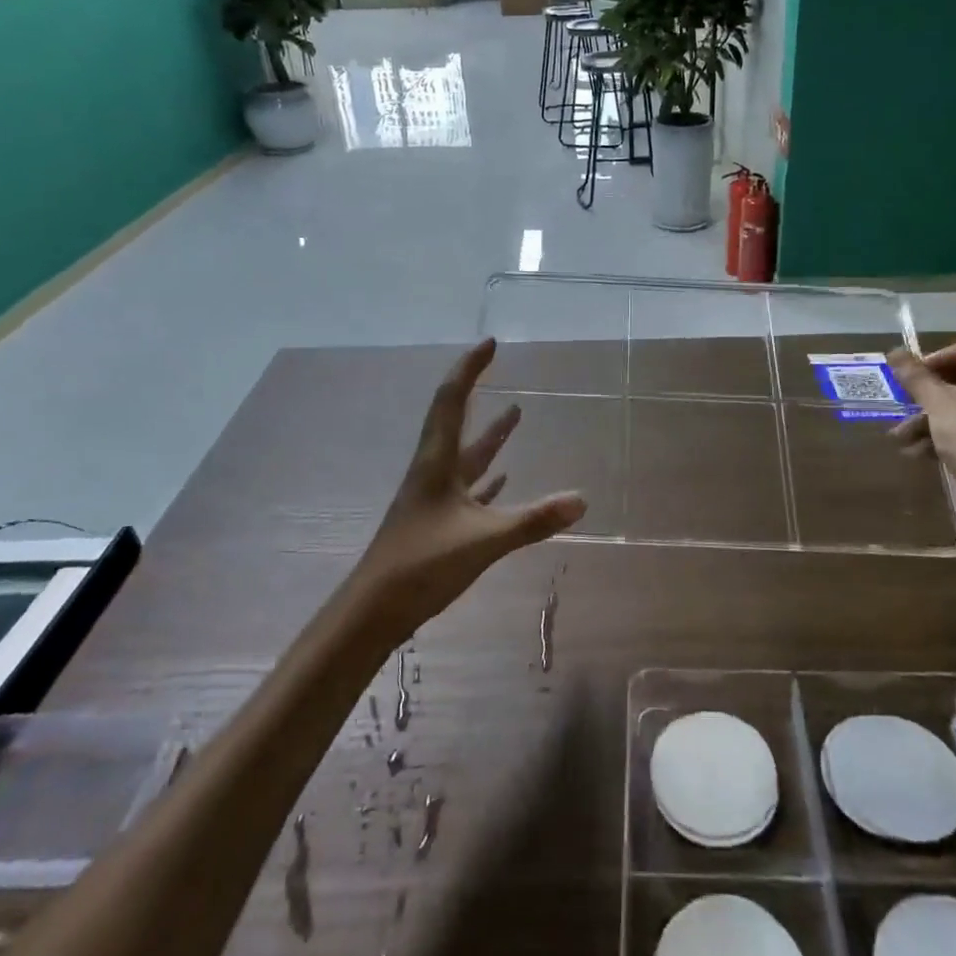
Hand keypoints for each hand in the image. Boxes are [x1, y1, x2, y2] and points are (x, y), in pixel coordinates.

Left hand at [355, 340, 585, 633]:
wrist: (373, 611)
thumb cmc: (422, 565)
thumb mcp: (484, 541)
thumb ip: (534, 521)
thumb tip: (582, 500)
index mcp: (437, 462)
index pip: (452, 400)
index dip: (470, 369)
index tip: (491, 344)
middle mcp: (433, 471)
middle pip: (455, 420)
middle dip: (477, 390)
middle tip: (496, 365)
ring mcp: (434, 498)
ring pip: (466, 456)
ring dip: (490, 434)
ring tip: (516, 413)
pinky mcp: (437, 523)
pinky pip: (468, 489)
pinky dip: (488, 478)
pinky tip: (503, 478)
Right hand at [889, 334, 955, 501]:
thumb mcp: (938, 403)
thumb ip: (915, 376)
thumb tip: (893, 351)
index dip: (947, 353)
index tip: (923, 372)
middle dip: (932, 390)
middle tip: (909, 398)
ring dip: (933, 416)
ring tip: (902, 434)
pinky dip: (950, 433)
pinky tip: (918, 451)